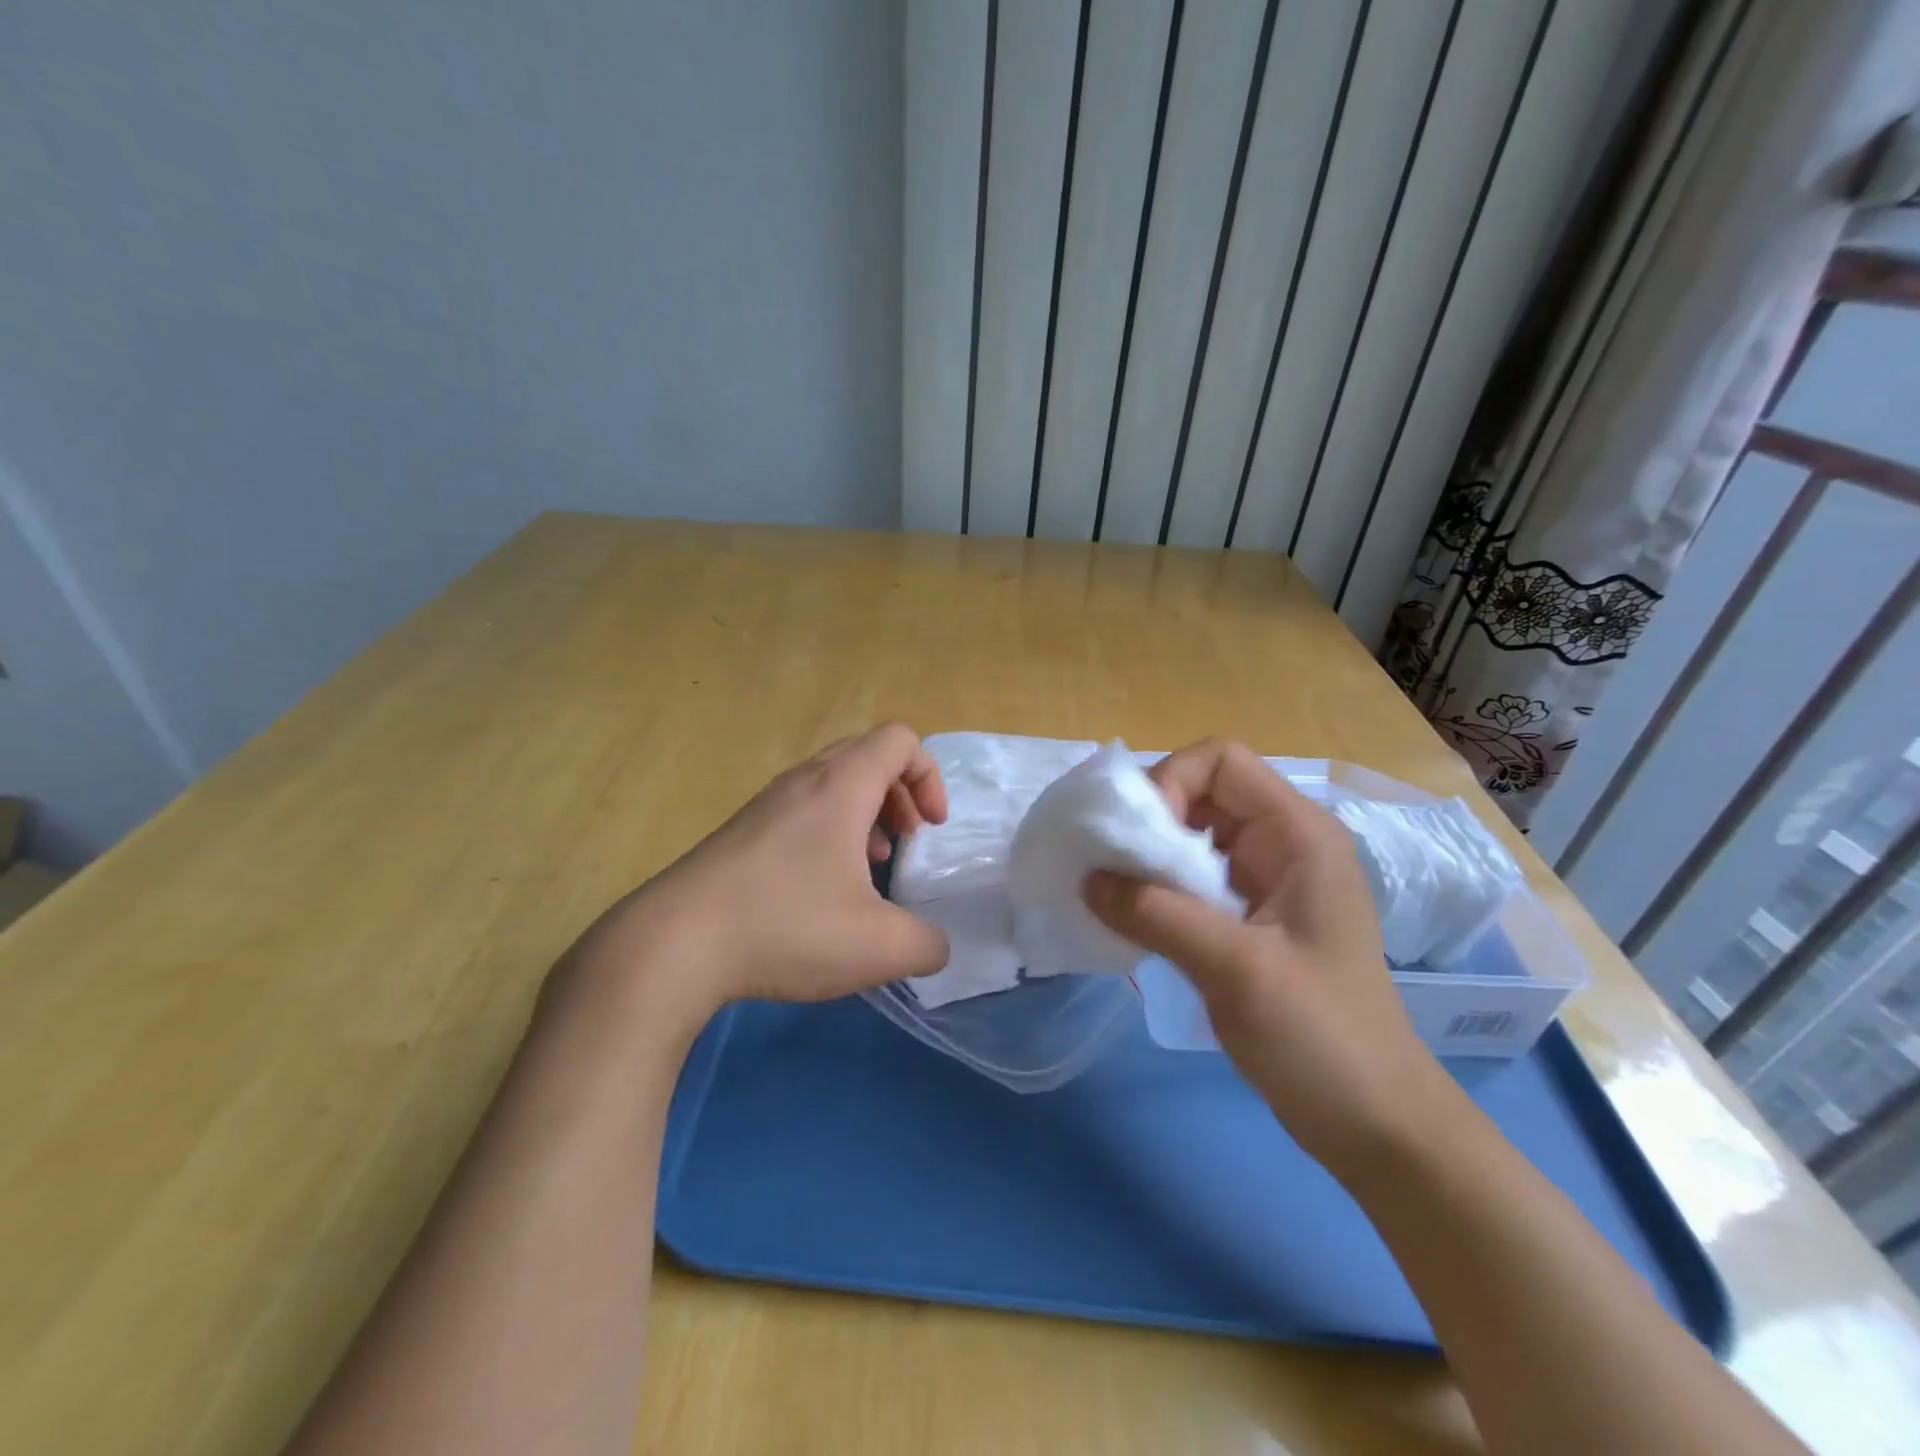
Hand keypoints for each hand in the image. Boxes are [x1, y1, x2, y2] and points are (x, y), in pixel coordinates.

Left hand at [561, 725, 951, 1032]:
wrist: (673, 943)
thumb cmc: (786, 927)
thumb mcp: (878, 947)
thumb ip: (926, 945)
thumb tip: (934, 948)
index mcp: (841, 787)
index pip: (899, 741)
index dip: (929, 777)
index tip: (930, 829)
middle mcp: (802, 781)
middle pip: (866, 754)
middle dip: (900, 792)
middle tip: (907, 839)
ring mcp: (766, 805)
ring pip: (831, 782)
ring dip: (864, 812)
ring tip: (870, 866)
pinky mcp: (740, 832)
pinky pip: (801, 809)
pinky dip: (828, 831)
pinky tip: (822, 887)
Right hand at [1082, 739, 1451, 1175]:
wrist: (1373, 1121)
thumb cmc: (1321, 1036)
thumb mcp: (1236, 968)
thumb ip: (1156, 914)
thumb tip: (1087, 878)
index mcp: (1297, 833)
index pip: (1220, 760)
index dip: (1170, 782)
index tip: (1137, 841)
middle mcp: (1280, 842)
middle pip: (1199, 792)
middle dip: (1148, 820)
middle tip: (1109, 867)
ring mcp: (1264, 879)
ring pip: (1188, 836)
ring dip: (1145, 856)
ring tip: (1110, 891)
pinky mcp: (1246, 916)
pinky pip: (1189, 878)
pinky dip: (1154, 887)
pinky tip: (1130, 917)